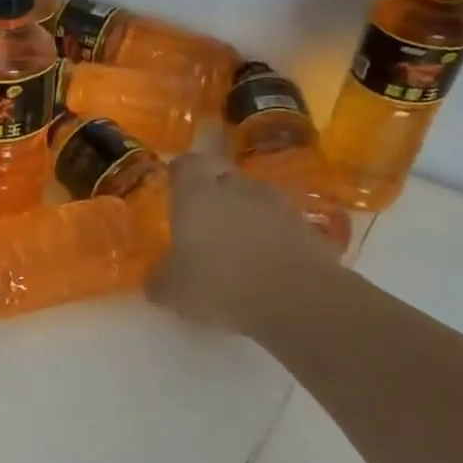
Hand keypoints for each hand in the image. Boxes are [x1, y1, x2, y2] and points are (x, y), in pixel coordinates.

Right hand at [146, 154, 342, 333]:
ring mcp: (277, 205)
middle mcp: (237, 188)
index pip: (187, 164)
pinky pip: (280, 223)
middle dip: (214, 190)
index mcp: (198, 194)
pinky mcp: (307, 227)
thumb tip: (155, 280)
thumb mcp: (172, 292)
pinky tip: (265, 261)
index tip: (173, 186)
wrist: (298, 299)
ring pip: (254, 198)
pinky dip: (272, 234)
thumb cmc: (220, 284)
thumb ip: (159, 280)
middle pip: (224, 176)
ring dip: (245, 212)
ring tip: (237, 241)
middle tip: (203, 217)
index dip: (179, 172)